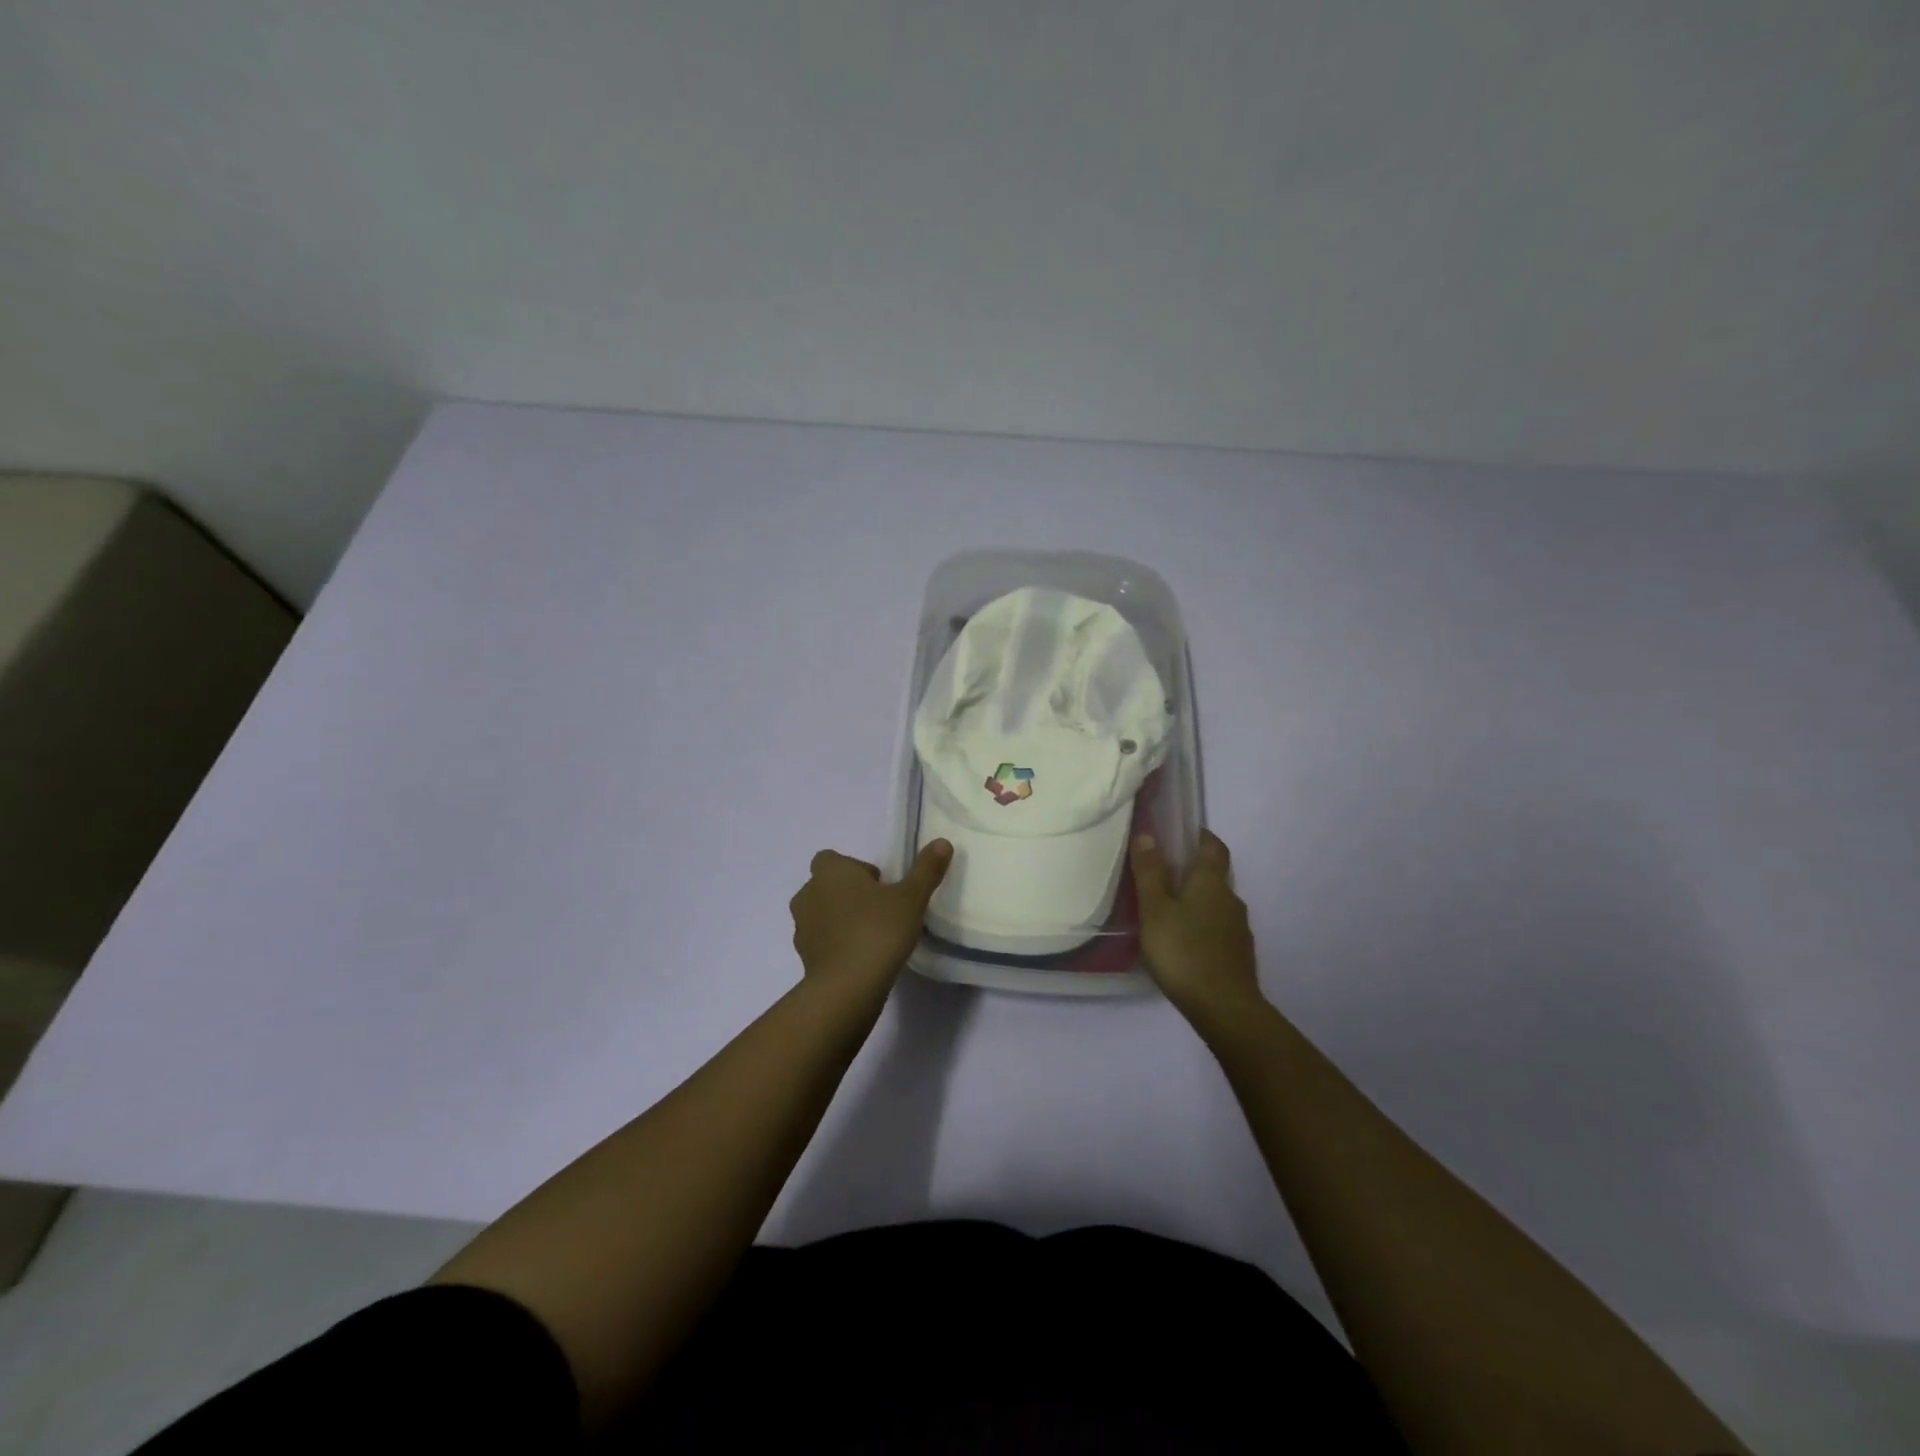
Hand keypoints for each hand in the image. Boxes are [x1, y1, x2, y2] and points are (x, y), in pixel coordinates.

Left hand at [790, 840, 952, 1000]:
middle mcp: (809, 893)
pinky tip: (860, 957)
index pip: (833, 859)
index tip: (879, 885)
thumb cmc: (878, 930)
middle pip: (826, 885)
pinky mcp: (803, 956)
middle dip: (847, 893)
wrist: (847, 987)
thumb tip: (942, 842)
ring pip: (821, 914)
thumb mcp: (911, 898)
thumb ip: (926, 870)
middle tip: (879, 909)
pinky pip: (820, 941)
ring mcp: (802, 926)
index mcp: (830, 871)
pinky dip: (835, 944)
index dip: (854, 868)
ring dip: (839, 919)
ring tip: (870, 934)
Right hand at [1131, 830, 1265, 1026]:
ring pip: (1216, 905)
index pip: (1213, 846)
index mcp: (1212, 882)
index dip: (1200, 836)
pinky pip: (1218, 930)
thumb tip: (1148, 834)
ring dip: (1197, 902)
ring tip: (1168, 914)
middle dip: (1192, 872)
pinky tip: (1184, 944)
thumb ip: (1150, 872)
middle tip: (1162, 877)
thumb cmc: (1184, 951)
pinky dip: (1202, 928)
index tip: (1181, 834)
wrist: (1224, 1008)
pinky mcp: (1239, 956)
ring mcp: (1239, 930)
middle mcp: (1231, 899)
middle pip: (1214, 876)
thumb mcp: (1155, 909)